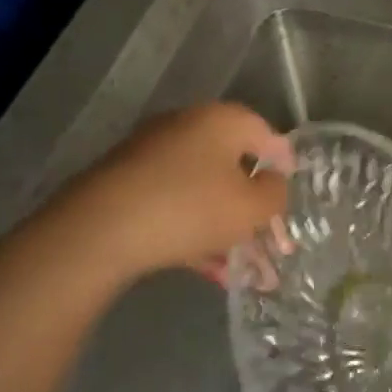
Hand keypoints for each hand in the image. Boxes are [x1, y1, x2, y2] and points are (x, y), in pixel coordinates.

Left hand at [63, 103, 291, 279]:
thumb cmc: (191, 208)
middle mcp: (187, 128)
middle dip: (256, 210)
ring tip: (244, 271)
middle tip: (272, 244)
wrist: (98, 231)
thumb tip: (272, 183)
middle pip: (234, 168)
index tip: (293, 198)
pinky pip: (176, 205)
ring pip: (205, 192)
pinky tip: (211, 271)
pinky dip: (196, 232)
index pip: (268, 136)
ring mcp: (152, 155)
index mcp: (222, 121)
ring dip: (228, 229)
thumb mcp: (251, 208)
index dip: (286, 168)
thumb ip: (275, 194)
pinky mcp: (127, 185)